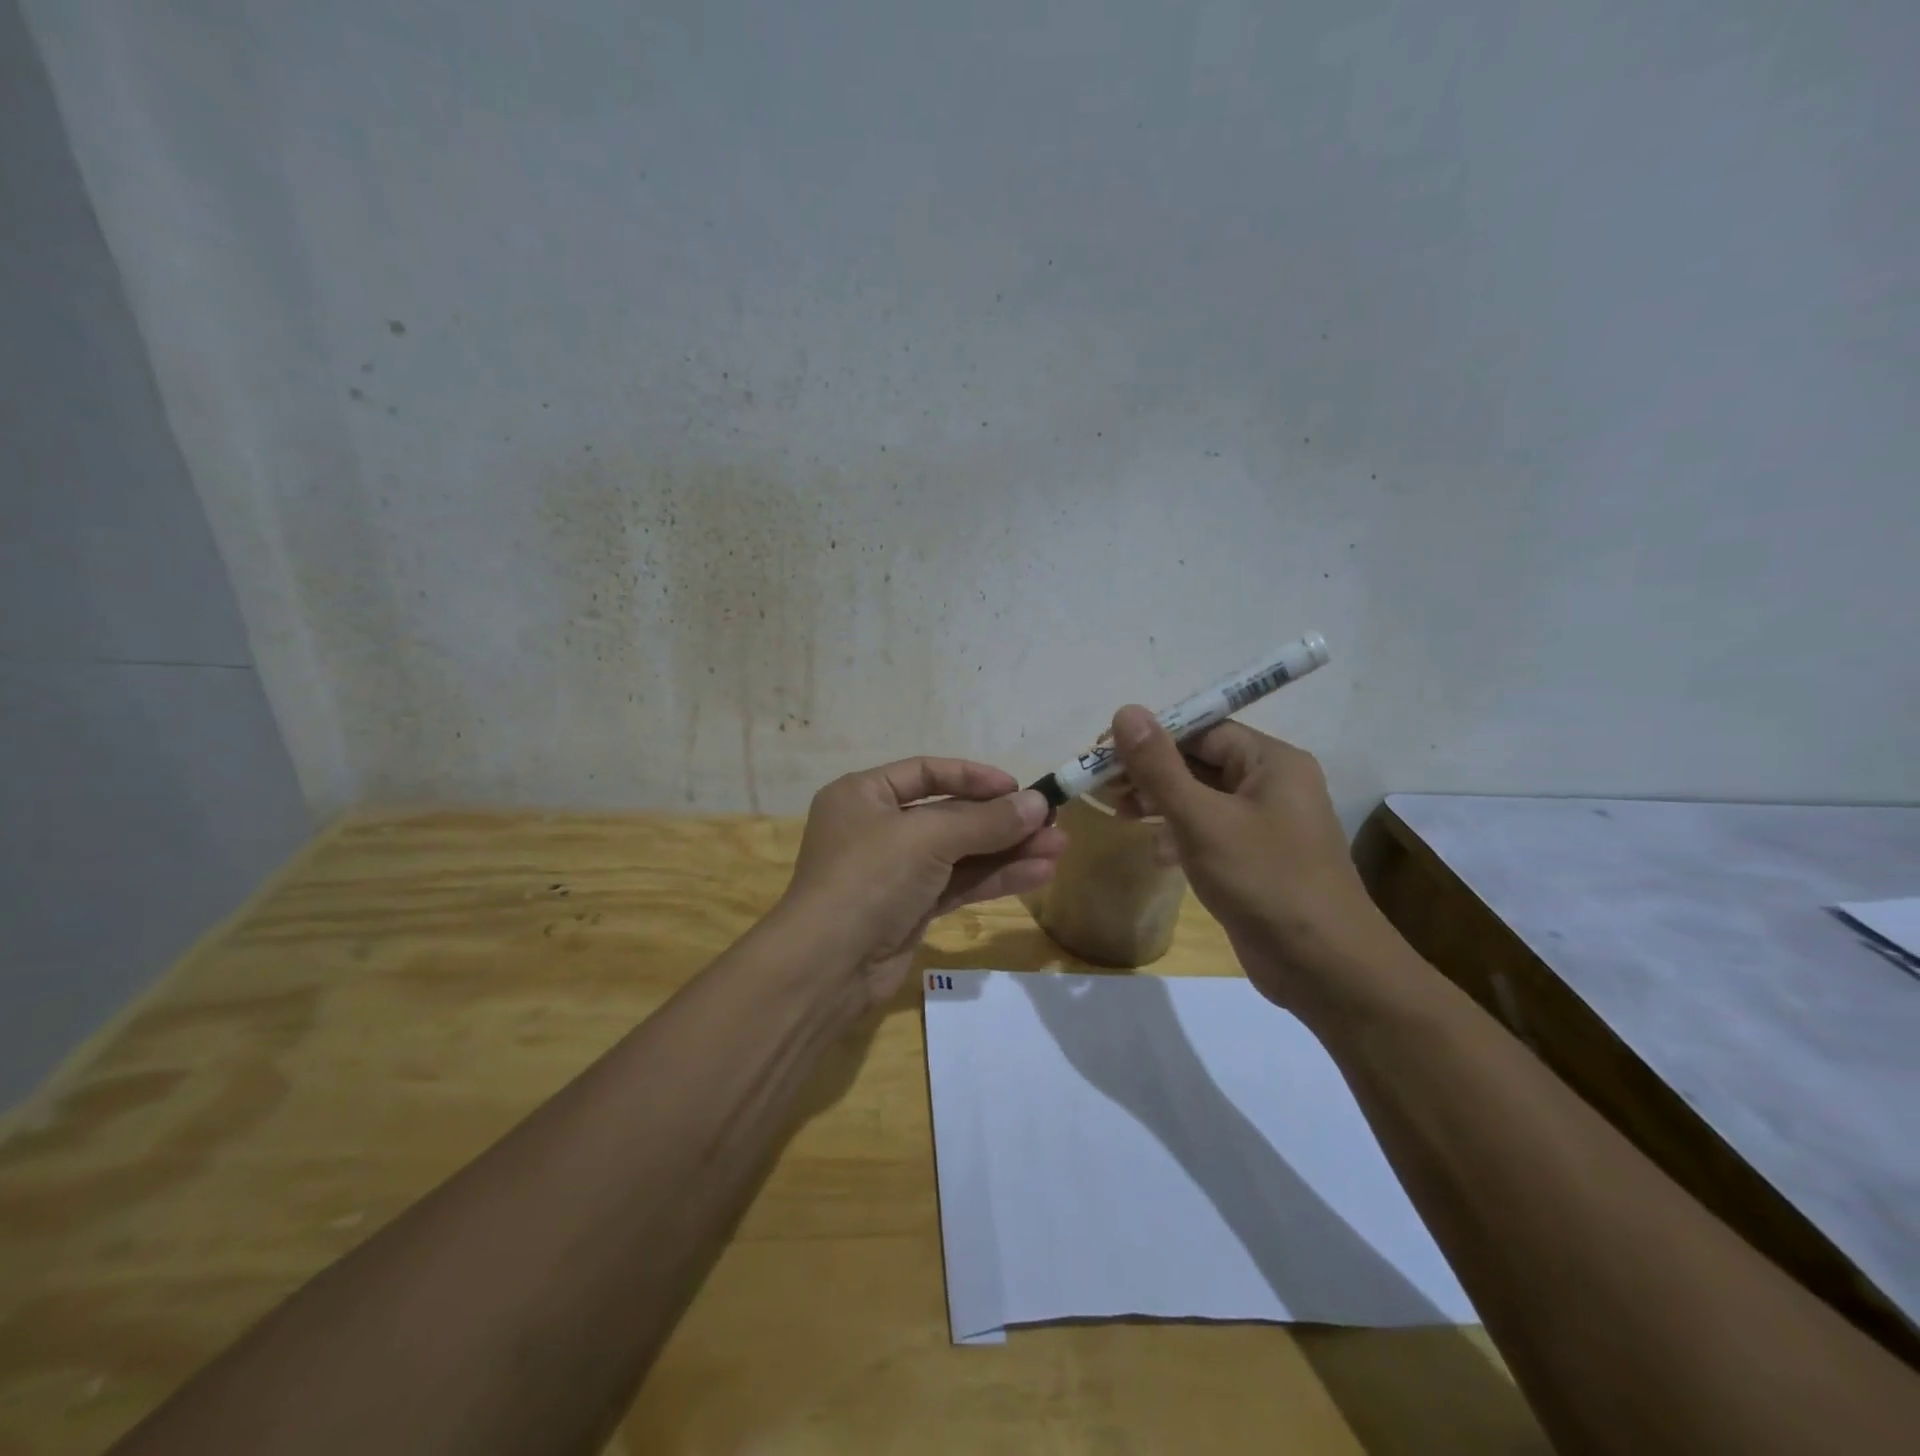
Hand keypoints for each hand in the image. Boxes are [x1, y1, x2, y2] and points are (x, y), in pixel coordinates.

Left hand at [782, 759, 1066, 1001]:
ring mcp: (895, 871)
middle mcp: (878, 827)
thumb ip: (986, 821)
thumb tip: (1039, 803)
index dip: (974, 777)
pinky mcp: (912, 908)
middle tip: (1053, 822)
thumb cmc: (869, 878)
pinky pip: (959, 883)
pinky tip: (1038, 874)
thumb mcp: (927, 837)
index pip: (926, 772)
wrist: (828, 966)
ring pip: (961, 853)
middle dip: (1002, 820)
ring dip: (1008, 850)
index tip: (1018, 787)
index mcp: (864, 794)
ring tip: (1059, 848)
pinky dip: (996, 878)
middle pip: (950, 815)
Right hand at [1109, 705, 1398, 1013]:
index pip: (1202, 730)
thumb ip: (1160, 767)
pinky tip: (1156, 854)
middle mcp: (1272, 784)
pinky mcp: (1255, 859)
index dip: (1150, 737)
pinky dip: (1179, 835)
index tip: (1103, 753)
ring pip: (1201, 799)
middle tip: (1104, 788)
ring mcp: (1265, 824)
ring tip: (1119, 814)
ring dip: (1159, 803)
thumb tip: (1126, 711)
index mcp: (1271, 762)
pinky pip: (1209, 832)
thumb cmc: (1265, 881)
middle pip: (1199, 762)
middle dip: (1150, 773)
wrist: (1326, 969)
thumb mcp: (1203, 820)